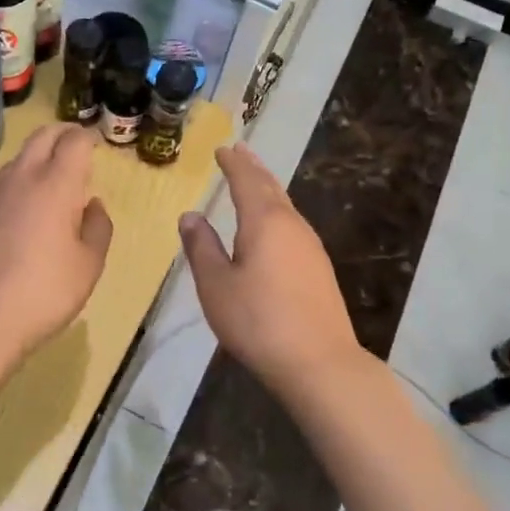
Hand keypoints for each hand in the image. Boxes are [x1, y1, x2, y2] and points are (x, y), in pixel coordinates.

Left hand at [0, 125, 113, 365]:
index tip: (96, 148)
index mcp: (56, 185)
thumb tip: (92, 205)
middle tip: (77, 151)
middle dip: (62, 135)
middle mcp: (21, 178)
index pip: (74, 141)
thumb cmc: (44, 292)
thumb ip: (98, 228)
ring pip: (18, 159)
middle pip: (42, 136)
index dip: (88, 139)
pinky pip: (1, 186)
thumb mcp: (89, 266)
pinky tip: (22, 215)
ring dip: (38, 160)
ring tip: (52, 185)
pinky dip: (18, 185)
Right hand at [178, 145, 363, 395]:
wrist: (319, 362)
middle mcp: (292, 225)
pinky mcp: (319, 268)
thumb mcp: (216, 285)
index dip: (233, 163)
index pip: (246, 180)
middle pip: (271, 187)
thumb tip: (190, 216)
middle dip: (253, 169)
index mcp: (264, 222)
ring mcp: (310, 246)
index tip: (223, 148)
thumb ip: (202, 247)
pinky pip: (292, 226)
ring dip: (267, 189)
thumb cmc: (258, 321)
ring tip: (254, 182)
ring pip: (285, 206)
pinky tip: (272, 227)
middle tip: (240, 152)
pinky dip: (277, 212)